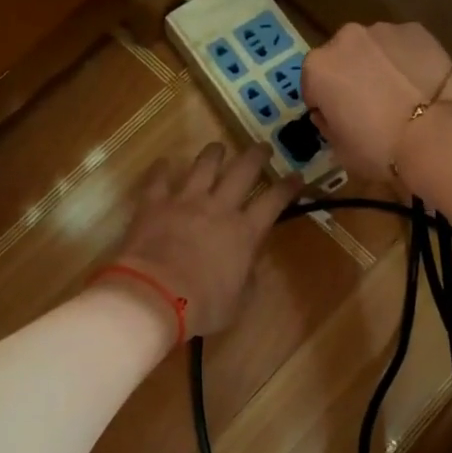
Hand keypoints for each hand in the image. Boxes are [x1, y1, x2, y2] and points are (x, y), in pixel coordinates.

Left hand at [105, 143, 301, 336]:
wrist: (154, 296)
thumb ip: (247, 278)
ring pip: (204, 165)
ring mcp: (185, 200)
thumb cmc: (202, 305)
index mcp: (245, 232)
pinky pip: (159, 178)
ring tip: (218, 147)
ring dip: (214, 154)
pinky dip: (162, 168)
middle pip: (243, 171)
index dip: (288, 186)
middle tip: (262, 147)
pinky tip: (165, 162)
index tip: (296, 176)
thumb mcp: (238, 301)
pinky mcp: (154, 203)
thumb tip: (248, 265)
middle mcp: (219, 207)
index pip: (274, 201)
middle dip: (256, 156)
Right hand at [302, 22, 451, 182]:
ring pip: (372, 49)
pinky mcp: (417, 30)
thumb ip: (328, 124)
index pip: (313, 85)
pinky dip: (405, 60)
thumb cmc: (379, 148)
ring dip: (377, 66)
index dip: (326, 105)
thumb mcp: (339, 148)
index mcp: (318, 67)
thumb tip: (333, 113)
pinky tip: (418, 85)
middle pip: (341, 59)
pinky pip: (402, 46)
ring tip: (399, 95)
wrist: (438, 135)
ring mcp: (383, 30)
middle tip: (370, 106)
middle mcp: (345, 38)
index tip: (342, 120)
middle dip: (350, 77)